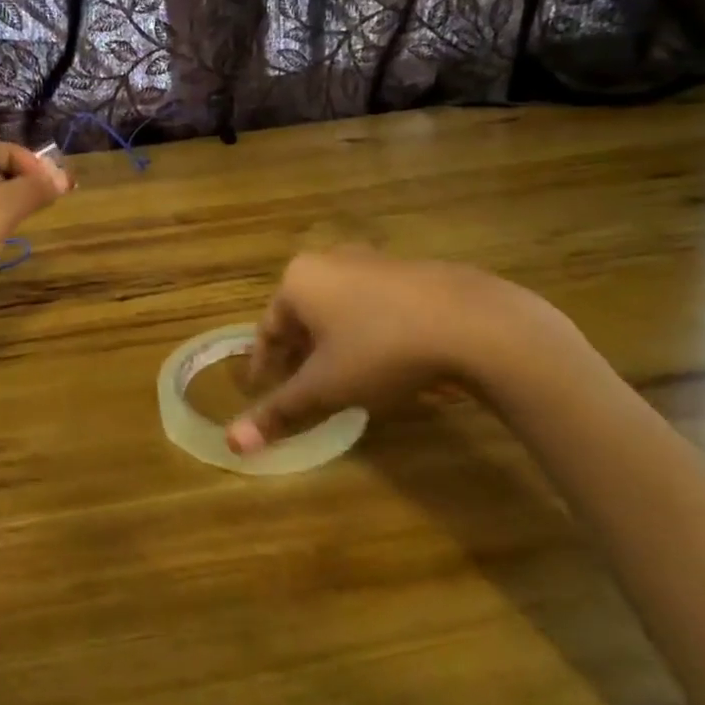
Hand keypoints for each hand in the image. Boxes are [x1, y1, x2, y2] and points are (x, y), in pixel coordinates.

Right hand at [228, 247, 572, 454]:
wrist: (470, 322)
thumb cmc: (380, 350)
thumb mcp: (326, 387)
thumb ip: (280, 412)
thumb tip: (233, 444)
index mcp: (298, 280)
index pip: (267, 328)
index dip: (264, 365)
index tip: (263, 392)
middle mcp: (328, 260)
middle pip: (301, 315)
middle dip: (299, 354)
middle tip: (303, 389)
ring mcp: (371, 261)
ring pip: (337, 309)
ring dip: (332, 343)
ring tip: (343, 379)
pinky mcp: (408, 271)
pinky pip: (371, 305)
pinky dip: (365, 332)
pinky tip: (385, 360)